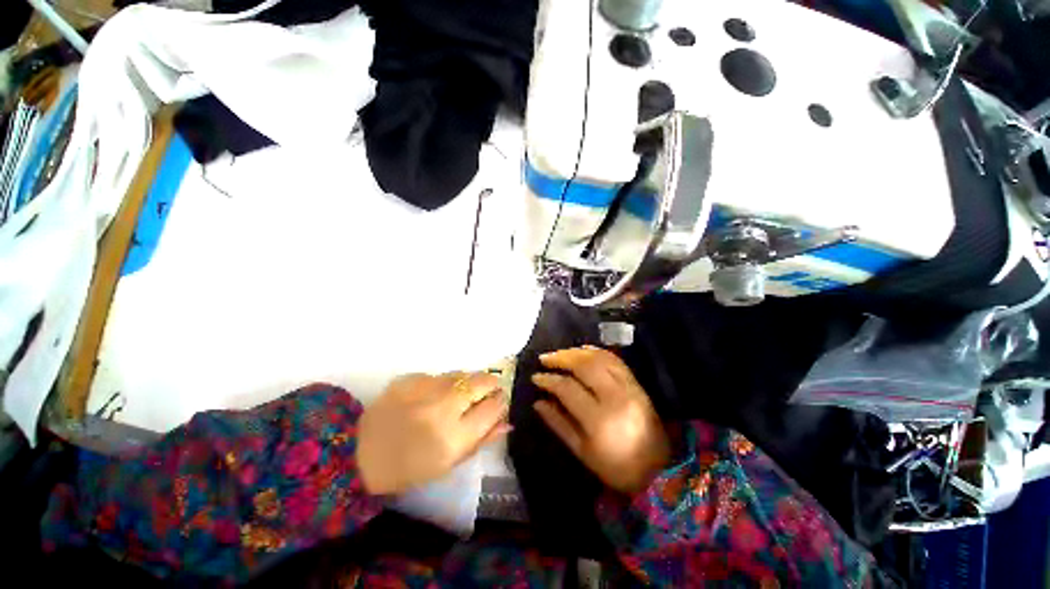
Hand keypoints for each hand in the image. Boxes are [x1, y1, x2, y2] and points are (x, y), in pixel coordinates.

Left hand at [358, 372, 509, 494]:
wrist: (359, 454)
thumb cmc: (410, 468)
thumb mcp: (450, 464)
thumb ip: (482, 440)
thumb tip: (507, 421)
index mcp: (454, 437)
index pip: (494, 407)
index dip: (500, 403)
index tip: (498, 404)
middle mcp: (443, 408)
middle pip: (483, 381)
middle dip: (490, 384)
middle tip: (486, 392)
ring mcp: (425, 389)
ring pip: (462, 374)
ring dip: (467, 383)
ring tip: (457, 396)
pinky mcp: (410, 378)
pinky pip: (439, 375)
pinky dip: (442, 383)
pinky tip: (431, 396)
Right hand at [532, 347, 670, 494]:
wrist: (660, 469)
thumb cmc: (616, 467)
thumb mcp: (582, 452)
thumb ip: (558, 424)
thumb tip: (538, 402)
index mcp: (599, 420)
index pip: (568, 388)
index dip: (549, 380)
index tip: (536, 377)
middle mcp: (615, 397)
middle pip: (584, 366)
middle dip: (561, 358)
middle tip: (545, 358)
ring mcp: (629, 387)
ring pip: (599, 358)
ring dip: (576, 352)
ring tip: (560, 354)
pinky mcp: (637, 383)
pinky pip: (614, 360)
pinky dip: (596, 352)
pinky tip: (583, 351)